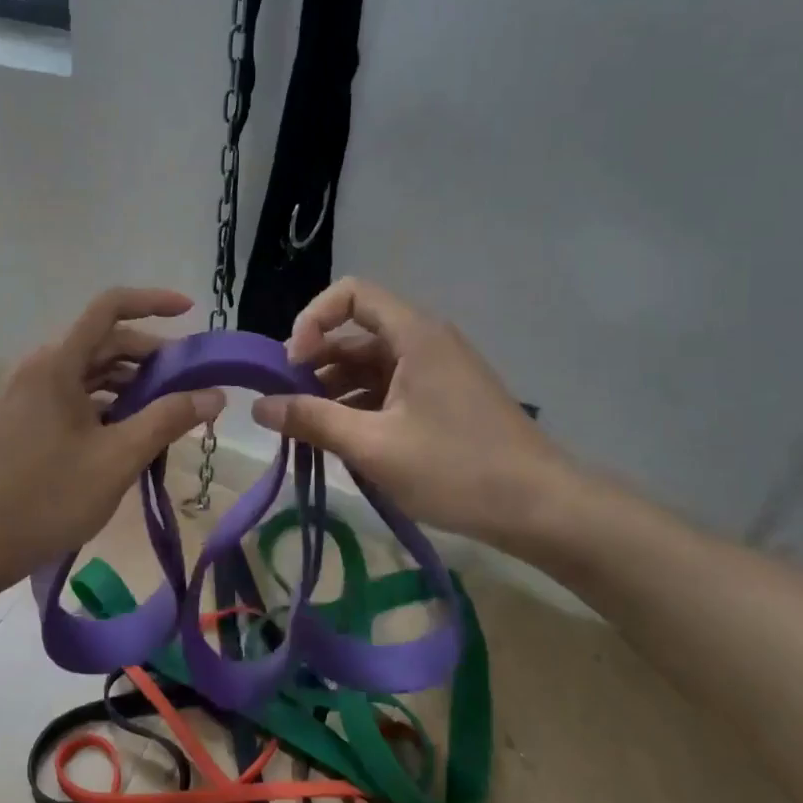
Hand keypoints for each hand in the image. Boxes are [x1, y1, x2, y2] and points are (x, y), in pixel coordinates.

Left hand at [0, 287, 224, 587]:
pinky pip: (70, 396)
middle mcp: (38, 367)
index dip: (153, 301)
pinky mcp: (18, 420)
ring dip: (129, 384)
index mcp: (57, 363)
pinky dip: (104, 405)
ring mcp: (24, 394)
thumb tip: (214, 394)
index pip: (110, 307)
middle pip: (102, 342)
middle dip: (150, 357)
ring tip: (164, 415)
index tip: (190, 311)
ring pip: (86, 373)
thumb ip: (168, 420)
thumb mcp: (117, 460)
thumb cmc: (45, 499)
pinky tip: (125, 436)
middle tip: (189, 384)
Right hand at [251, 278, 579, 544]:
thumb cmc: (457, 469)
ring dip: (334, 390)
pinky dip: (360, 406)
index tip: (292, 364)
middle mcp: (425, 341)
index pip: (350, 294)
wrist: (543, 509)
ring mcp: (436, 371)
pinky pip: (389, 388)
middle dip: (315, 363)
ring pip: (370, 365)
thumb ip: (312, 421)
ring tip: (308, 430)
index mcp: (414, 334)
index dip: (312, 319)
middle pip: (356, 332)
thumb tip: (259, 407)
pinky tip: (343, 441)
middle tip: (287, 404)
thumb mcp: (374, 446)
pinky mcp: (443, 398)